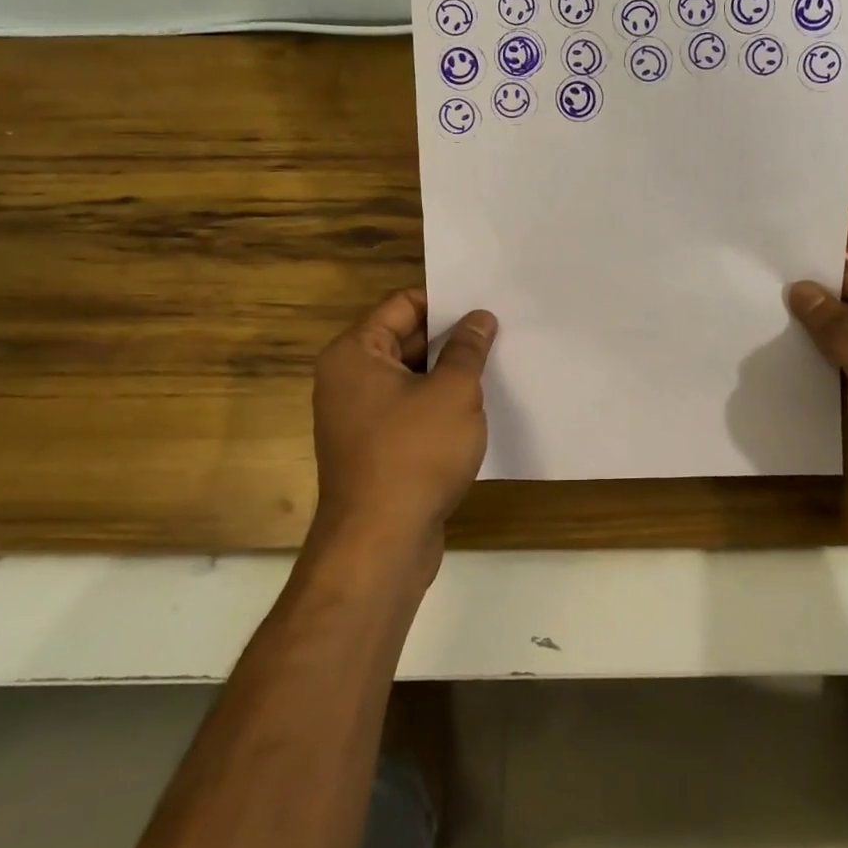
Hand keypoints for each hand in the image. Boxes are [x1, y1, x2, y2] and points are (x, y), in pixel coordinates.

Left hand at [310, 288, 498, 578]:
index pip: (403, 305)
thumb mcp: (453, 392)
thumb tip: (479, 318)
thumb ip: (467, 349)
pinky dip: (438, 406)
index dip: (445, 302)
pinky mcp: (374, 449)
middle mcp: (348, 379)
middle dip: (451, 339)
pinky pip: (409, 411)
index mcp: (355, 354)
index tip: (485, 306)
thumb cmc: (415, 454)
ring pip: (410, 379)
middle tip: (499, 333)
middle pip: (405, 340)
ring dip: (448, 374)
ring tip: (496, 366)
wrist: (380, 545)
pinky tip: (476, 409)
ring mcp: (358, 417)